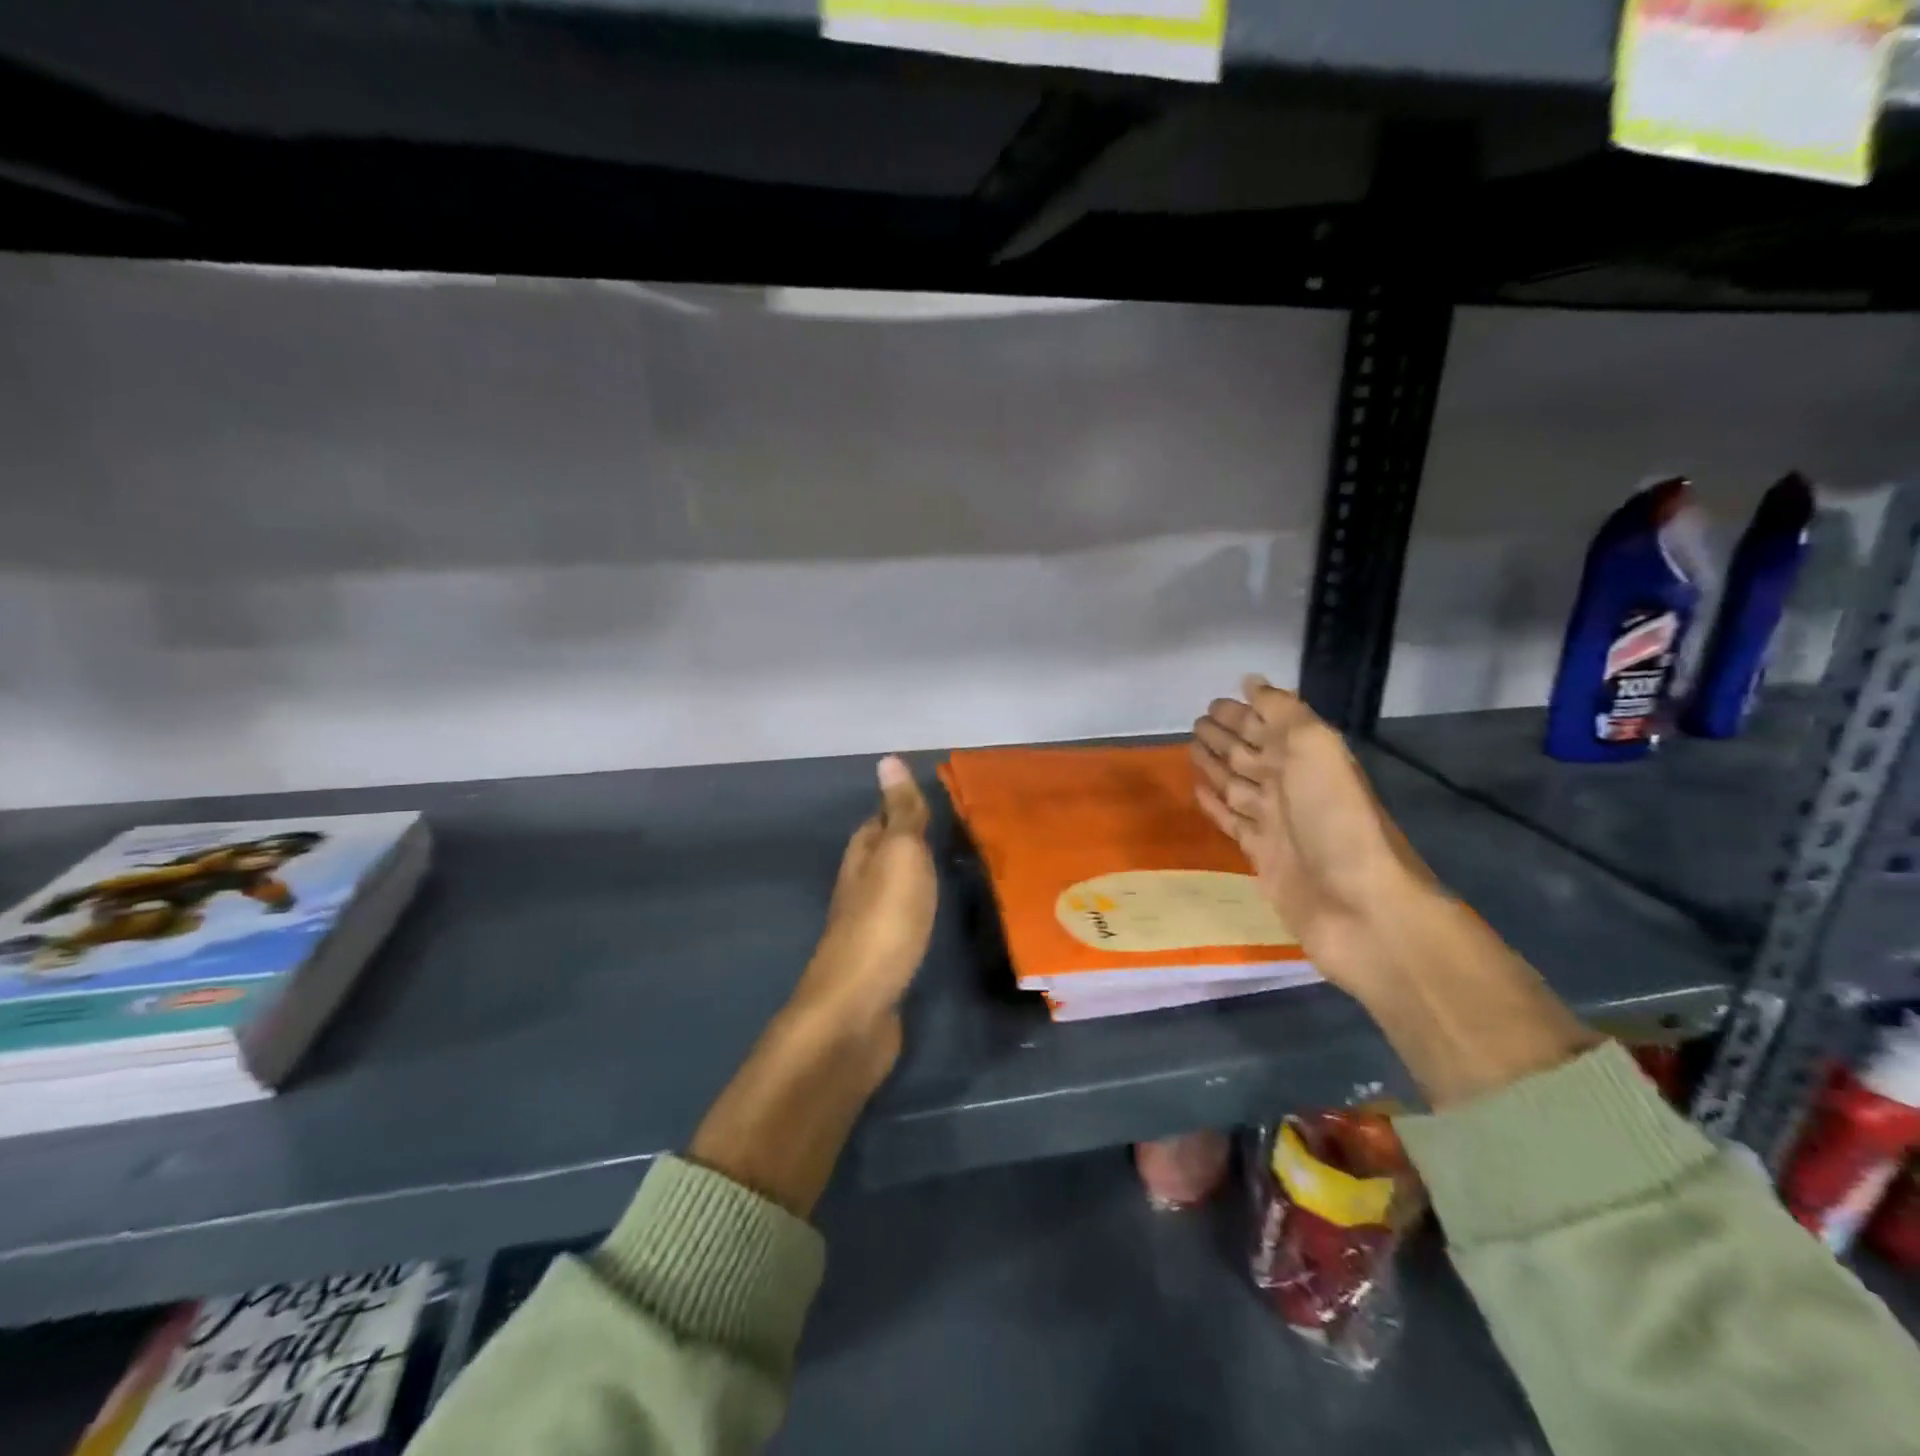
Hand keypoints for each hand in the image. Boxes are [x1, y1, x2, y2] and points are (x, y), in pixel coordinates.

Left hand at [794, 756, 937, 1027]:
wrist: (858, 1008)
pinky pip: (902, 923)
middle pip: (883, 856)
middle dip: (910, 843)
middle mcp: (858, 889)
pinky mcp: (881, 962)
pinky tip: (935, 919)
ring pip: (892, 890)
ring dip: (915, 879)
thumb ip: (900, 814)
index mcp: (861, 859)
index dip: (901, 808)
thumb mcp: (899, 857)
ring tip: (954, 870)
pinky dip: (918, 913)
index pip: (878, 821)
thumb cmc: (884, 922)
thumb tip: (886, 759)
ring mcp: (867, 928)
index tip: (935, 800)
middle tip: (955, 834)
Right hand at [1191, 677, 1436, 995]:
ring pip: (1236, 785)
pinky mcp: (1261, 855)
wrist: (1359, 906)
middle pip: (1249, 753)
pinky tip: (1198, 792)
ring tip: (1190, 750)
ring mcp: (1275, 822)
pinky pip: (1231, 821)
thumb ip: (1282, 712)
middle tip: (1195, 723)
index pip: (1266, 725)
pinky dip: (1214, 805)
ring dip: (1214, 766)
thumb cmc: (1334, 818)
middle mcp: (1290, 785)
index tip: (1212, 702)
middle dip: (1224, 736)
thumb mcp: (1313, 748)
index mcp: (1305, 756)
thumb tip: (1251, 682)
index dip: (1241, 712)